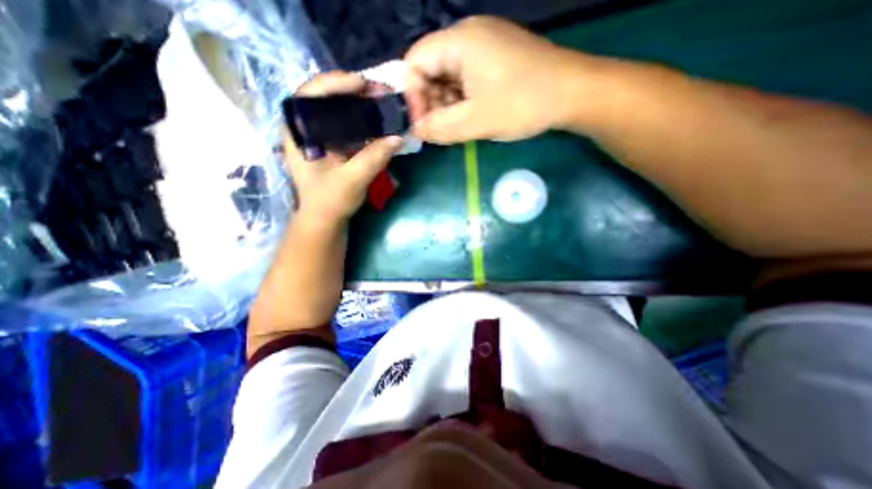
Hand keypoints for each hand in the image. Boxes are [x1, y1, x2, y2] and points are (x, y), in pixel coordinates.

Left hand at [283, 70, 404, 224]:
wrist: (326, 218)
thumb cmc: (330, 201)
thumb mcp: (352, 180)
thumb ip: (374, 158)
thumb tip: (398, 138)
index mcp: (299, 133)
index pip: (310, 94)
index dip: (335, 83)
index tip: (362, 84)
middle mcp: (307, 129)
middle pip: (328, 99)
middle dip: (354, 92)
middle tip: (380, 92)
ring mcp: (322, 137)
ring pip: (340, 111)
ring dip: (362, 106)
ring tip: (383, 103)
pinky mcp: (334, 146)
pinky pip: (349, 126)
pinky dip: (365, 122)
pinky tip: (380, 122)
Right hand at [406, 16, 588, 144]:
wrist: (573, 93)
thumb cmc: (522, 104)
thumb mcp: (475, 121)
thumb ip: (439, 128)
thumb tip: (415, 131)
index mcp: (460, 41)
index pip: (415, 63)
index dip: (413, 96)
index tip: (424, 125)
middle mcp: (468, 36)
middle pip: (431, 69)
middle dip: (431, 103)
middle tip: (442, 130)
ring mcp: (484, 46)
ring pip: (449, 77)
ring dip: (447, 105)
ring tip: (459, 126)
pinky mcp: (496, 59)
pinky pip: (466, 79)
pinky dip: (462, 100)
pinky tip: (472, 116)